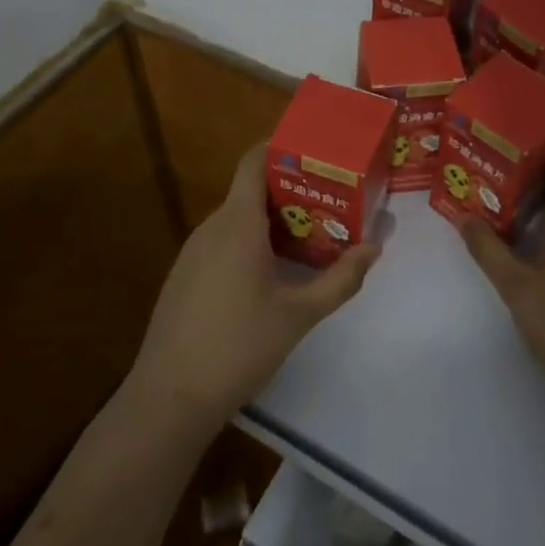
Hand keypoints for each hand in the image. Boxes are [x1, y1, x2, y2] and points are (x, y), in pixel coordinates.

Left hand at [128, 143, 380, 428]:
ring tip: (310, 233)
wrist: (169, 398)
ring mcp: (193, 251)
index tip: (315, 151)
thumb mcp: (299, 314)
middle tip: (330, 199)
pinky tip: (271, 273)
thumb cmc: (238, 347)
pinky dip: (249, 242)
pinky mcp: (184, 276)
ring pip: (237, 219)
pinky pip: (222, 242)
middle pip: (251, 190)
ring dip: (271, 220)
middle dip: (290, 190)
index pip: (254, 161)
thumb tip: (375, 247)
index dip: (280, 147)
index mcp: (238, 223)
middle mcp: (212, 227)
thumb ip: (340, 279)